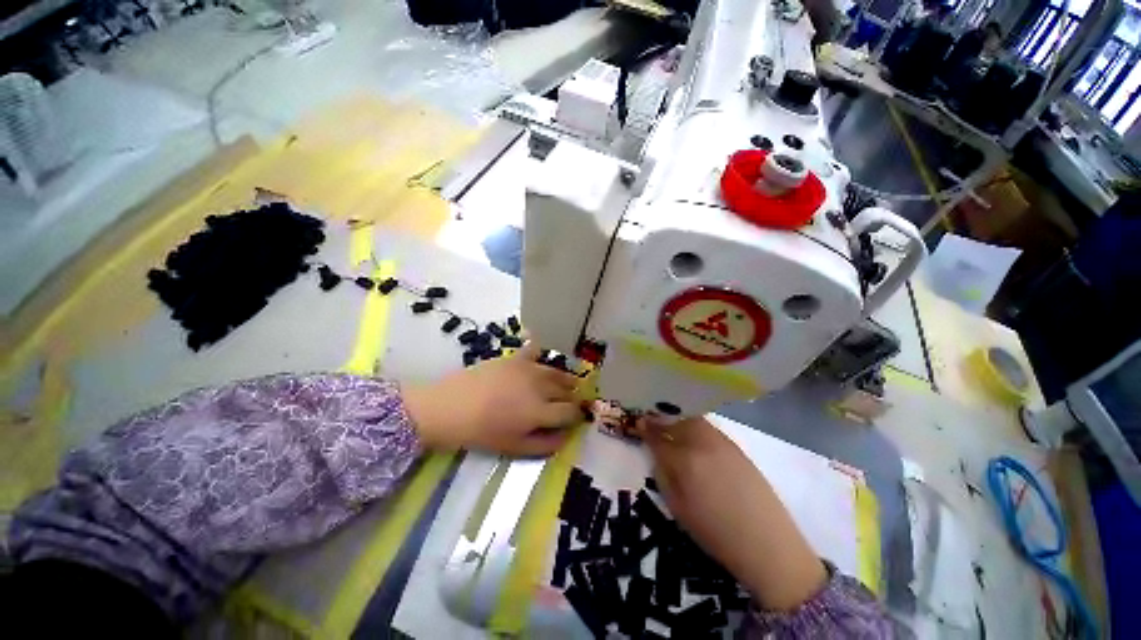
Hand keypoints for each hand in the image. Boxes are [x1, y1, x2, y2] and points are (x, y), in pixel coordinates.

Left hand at [402, 343, 582, 455]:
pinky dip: (540, 354)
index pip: (570, 411)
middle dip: (571, 398)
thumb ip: (545, 444)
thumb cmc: (481, 432)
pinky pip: (534, 350)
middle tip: (568, 404)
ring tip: (564, 384)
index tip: (575, 419)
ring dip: (564, 379)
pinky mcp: (515, 358)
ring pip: (556, 371)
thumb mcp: (514, 447)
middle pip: (566, 390)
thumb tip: (566, 436)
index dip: (576, 416)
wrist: (450, 408)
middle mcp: (539, 386)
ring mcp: (528, 369)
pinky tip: (539, 360)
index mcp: (540, 411)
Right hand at [637, 415, 826, 611]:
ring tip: (672, 425)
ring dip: (679, 419)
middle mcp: (702, 443)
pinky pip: (709, 428)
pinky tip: (694, 436)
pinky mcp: (736, 446)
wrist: (767, 543)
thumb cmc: (715, 533)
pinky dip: (696, 426)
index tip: (638, 422)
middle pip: (677, 420)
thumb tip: (658, 454)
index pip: (658, 436)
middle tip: (653, 421)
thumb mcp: (678, 508)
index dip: (646, 428)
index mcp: (685, 460)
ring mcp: (721, 442)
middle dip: (662, 417)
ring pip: (694, 420)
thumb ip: (664, 475)